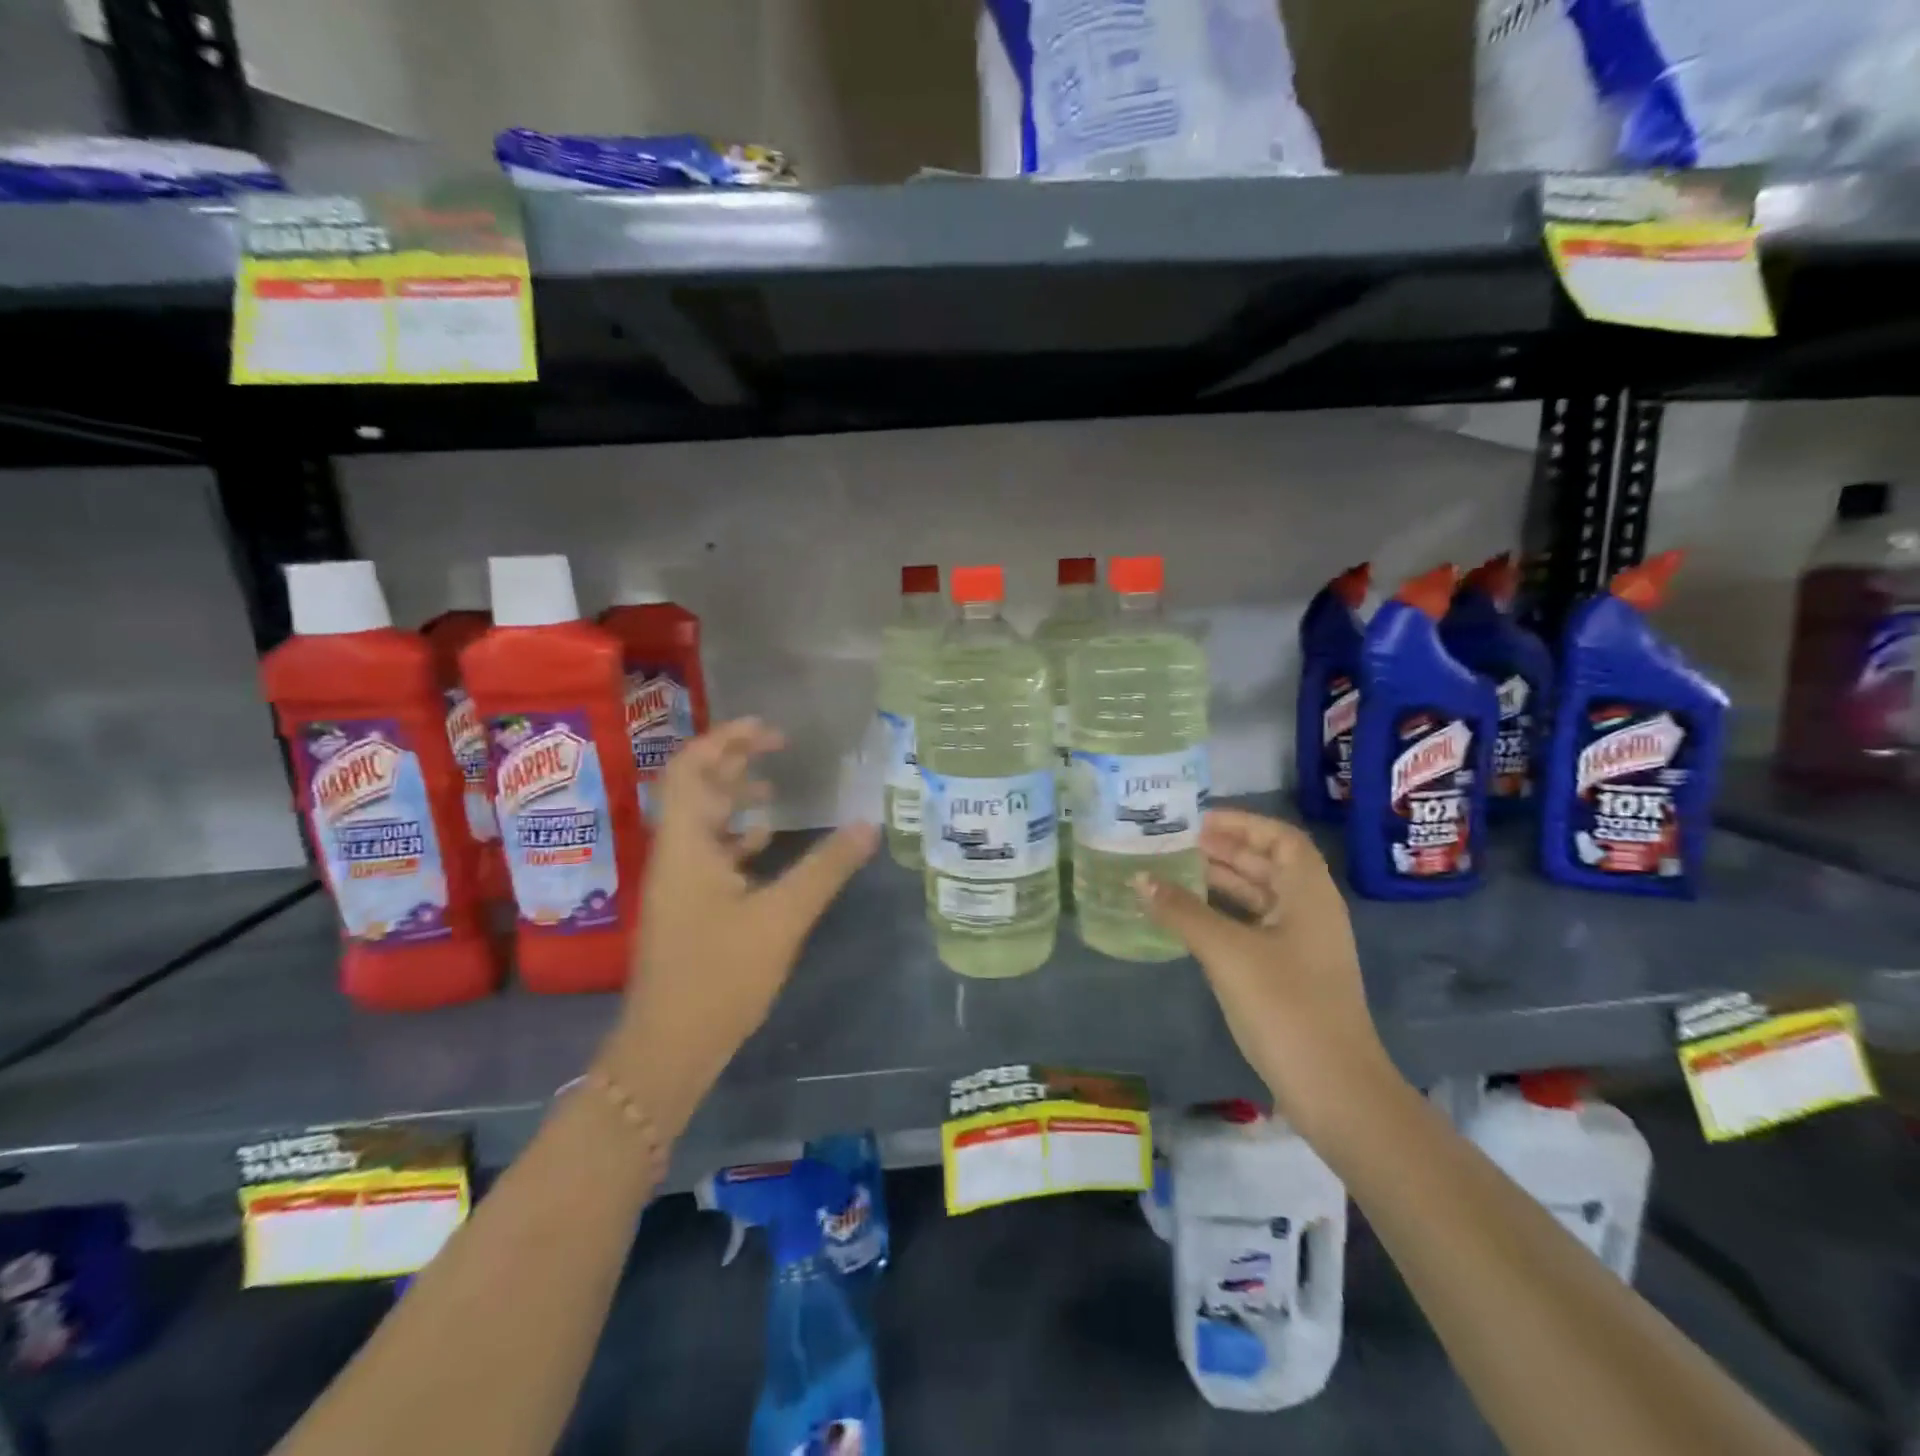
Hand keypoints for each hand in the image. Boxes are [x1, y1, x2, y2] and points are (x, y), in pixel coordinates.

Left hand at [601, 719, 878, 1136]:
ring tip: (775, 786)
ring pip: (702, 820)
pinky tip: (767, 842)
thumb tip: (870, 824)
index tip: (770, 731)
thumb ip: (827, 867)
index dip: (727, 739)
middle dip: (735, 759)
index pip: (692, 768)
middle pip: (697, 787)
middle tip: (780, 747)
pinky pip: (709, 852)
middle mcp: (675, 853)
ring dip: (734, 796)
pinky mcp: (687, 906)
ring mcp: (678, 881)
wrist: (669, 1047)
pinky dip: (737, 836)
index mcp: (686, 844)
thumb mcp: (783, 917)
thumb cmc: (720, 975)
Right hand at [1134, 808, 1400, 1140]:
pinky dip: (1222, 916)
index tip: (1197, 820)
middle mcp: (1310, 912)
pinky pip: (1253, 928)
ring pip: (1259, 898)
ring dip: (1220, 883)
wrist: (1334, 1089)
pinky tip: (1188, 921)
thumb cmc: (1286, 1006)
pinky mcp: (1290, 975)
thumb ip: (1182, 911)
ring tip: (1172, 874)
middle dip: (1223, 850)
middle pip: (1268, 865)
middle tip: (1172, 844)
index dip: (1242, 823)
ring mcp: (1302, 946)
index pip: (1280, 838)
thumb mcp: (1228, 952)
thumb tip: (1140, 878)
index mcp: (1308, 894)